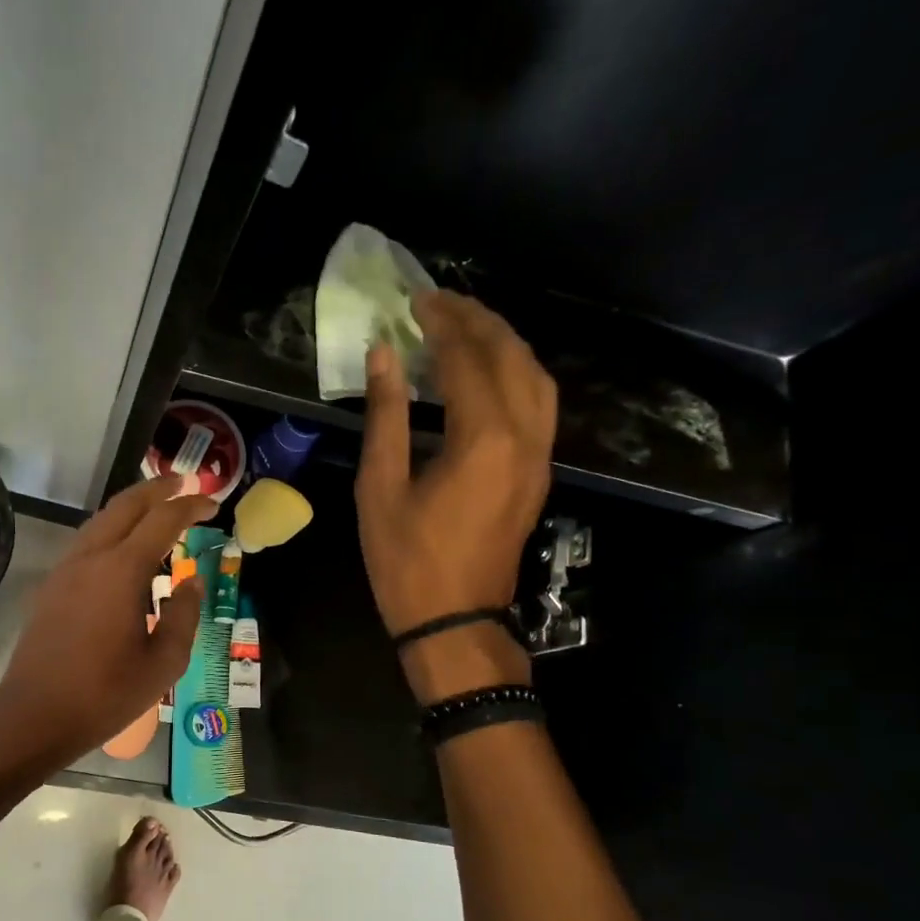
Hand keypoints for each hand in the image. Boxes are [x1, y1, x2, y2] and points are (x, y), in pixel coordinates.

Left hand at [0, 474, 214, 765]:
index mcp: (121, 572)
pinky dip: (111, 529)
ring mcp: (65, 570)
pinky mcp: (51, 586)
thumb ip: (184, 616)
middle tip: (184, 483)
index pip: (162, 521)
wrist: (34, 715)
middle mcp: (90, 558)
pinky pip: (86, 542)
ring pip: (101, 520)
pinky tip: (123, 547)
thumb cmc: (105, 694)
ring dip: (131, 507)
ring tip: (156, 508)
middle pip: (125, 506)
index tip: (212, 504)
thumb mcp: (163, 663)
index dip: (190, 507)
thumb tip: (192, 582)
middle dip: (157, 490)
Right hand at [357, 291, 555, 689]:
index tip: (415, 301)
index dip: (441, 324)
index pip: (467, 359)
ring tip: (466, 328)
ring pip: (536, 377)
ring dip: (504, 343)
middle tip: (440, 303)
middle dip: (477, 321)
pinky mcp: (538, 473)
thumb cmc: (406, 560)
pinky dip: (516, 374)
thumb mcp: (380, 488)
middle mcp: (525, 436)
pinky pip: (539, 404)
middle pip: (512, 356)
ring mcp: (539, 456)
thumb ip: (386, 416)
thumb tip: (384, 356)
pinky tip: (488, 374)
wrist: (454, 620)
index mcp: (484, 438)